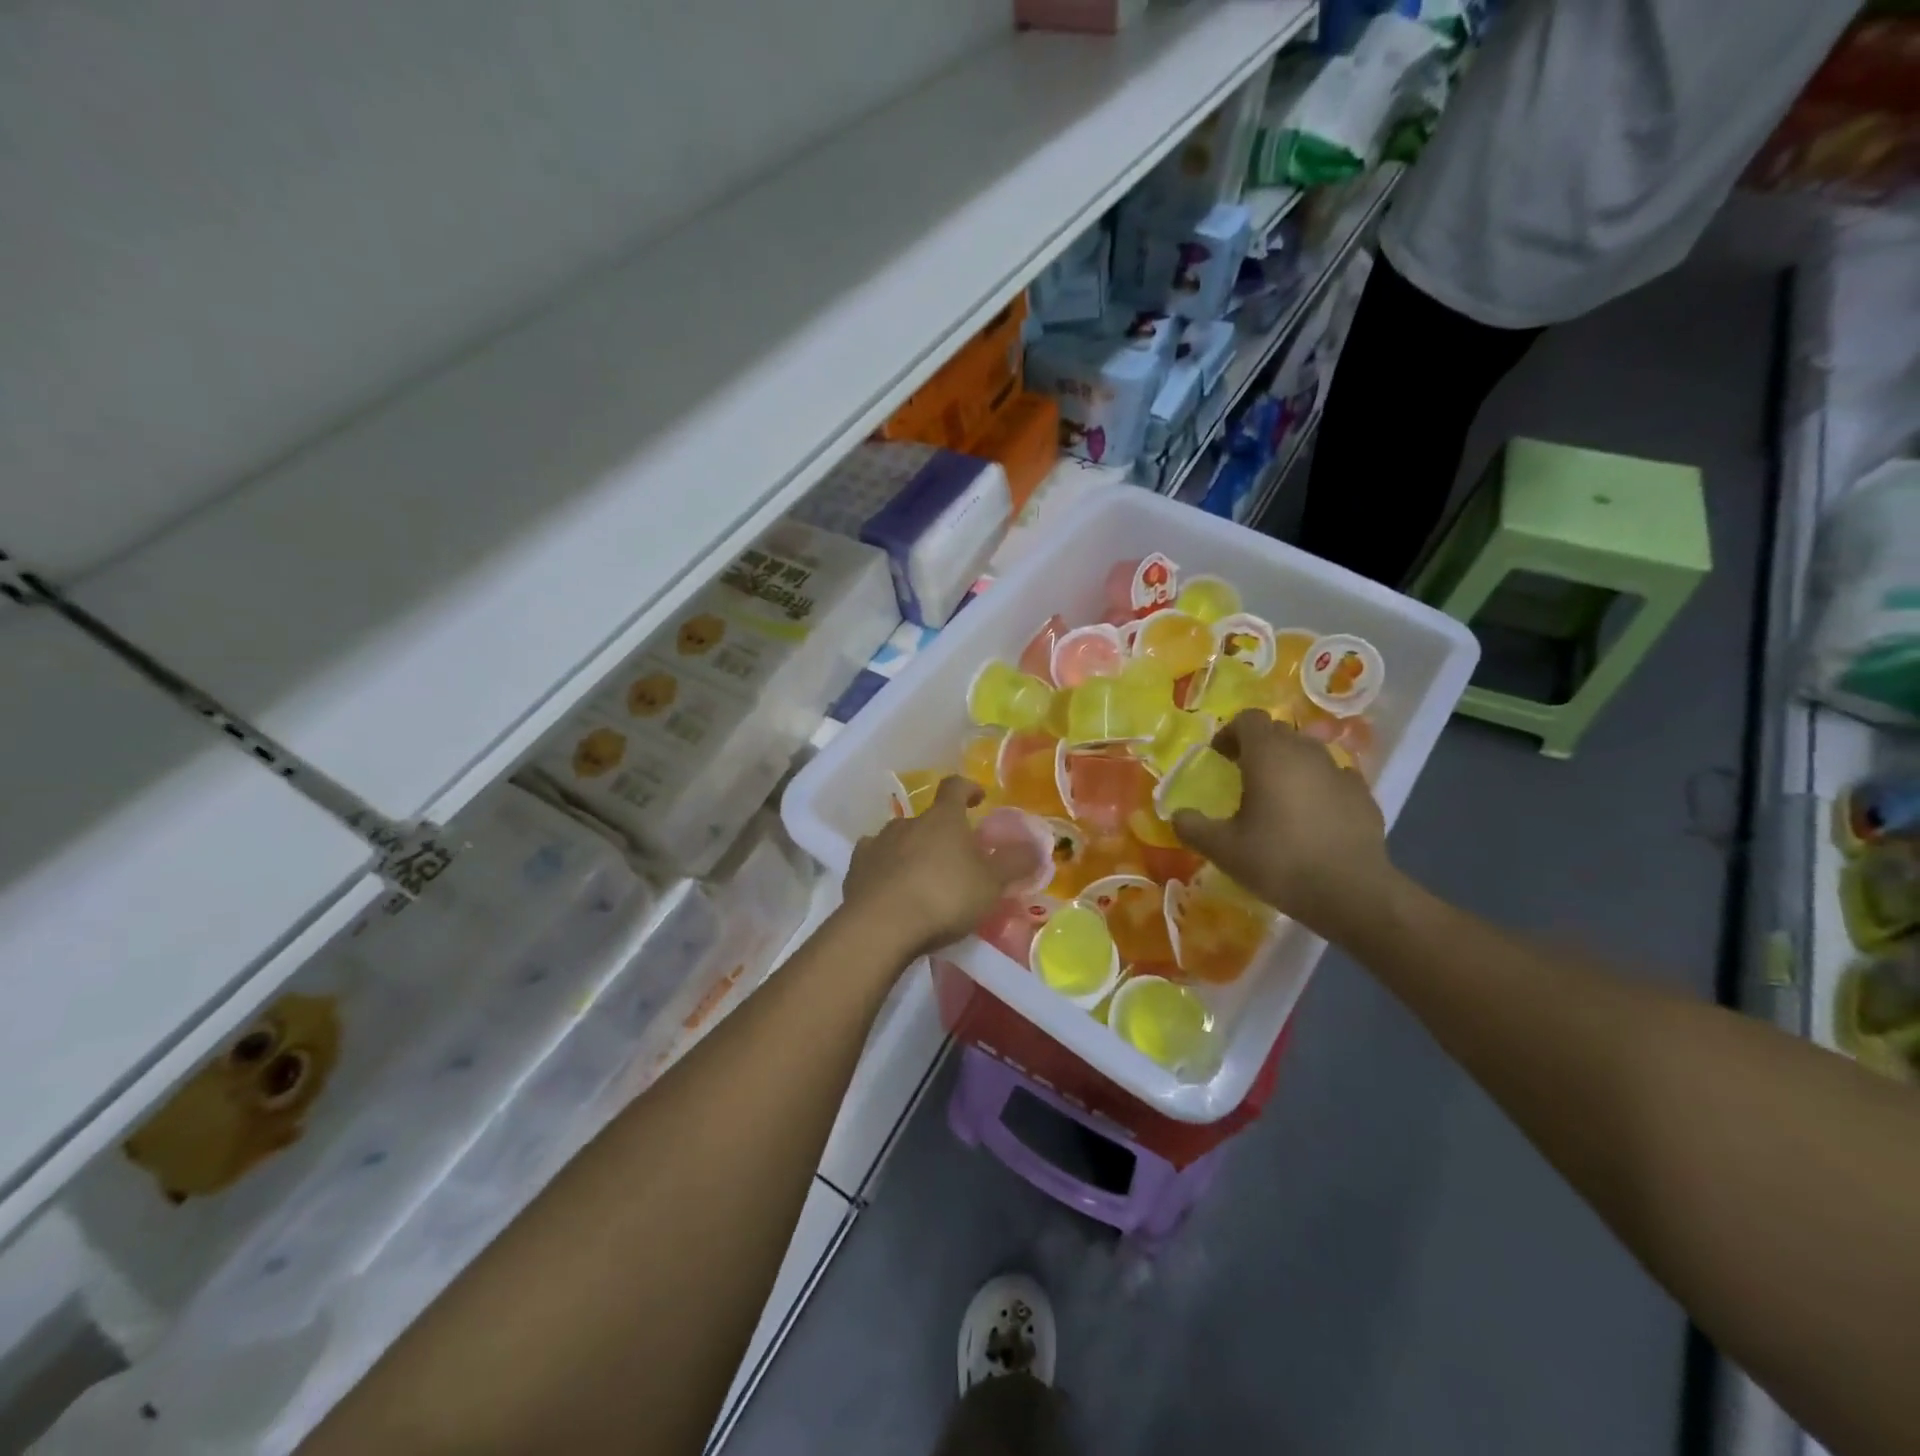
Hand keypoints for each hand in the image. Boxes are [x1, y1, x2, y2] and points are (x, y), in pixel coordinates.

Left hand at [839, 776, 1037, 961]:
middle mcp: (907, 823)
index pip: (955, 787)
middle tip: (955, 857)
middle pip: (926, 819)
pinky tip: (891, 889)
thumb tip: (1037, 845)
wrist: (881, 926)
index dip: (968, 788)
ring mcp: (876, 844)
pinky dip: (885, 869)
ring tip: (922, 876)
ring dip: (911, 850)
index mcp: (942, 819)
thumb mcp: (991, 883)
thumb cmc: (944, 896)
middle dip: (941, 832)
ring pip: (898, 839)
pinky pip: (874, 862)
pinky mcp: (855, 870)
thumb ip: (1014, 863)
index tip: (978, 797)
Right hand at [1170, 710, 1395, 939]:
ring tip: (1278, 798)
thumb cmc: (1279, 861)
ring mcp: (1340, 772)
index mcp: (1269, 755)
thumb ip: (1193, 827)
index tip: (1219, 757)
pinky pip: (1334, 779)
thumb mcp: (1223, 849)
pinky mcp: (1363, 795)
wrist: (1352, 893)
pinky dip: (1319, 787)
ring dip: (1289, 766)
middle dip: (1258, 748)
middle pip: (1278, 733)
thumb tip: (1178, 816)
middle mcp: (1306, 752)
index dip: (1230, 733)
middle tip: (1243, 777)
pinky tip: (1312, 816)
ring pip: (1308, 754)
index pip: (1248, 719)